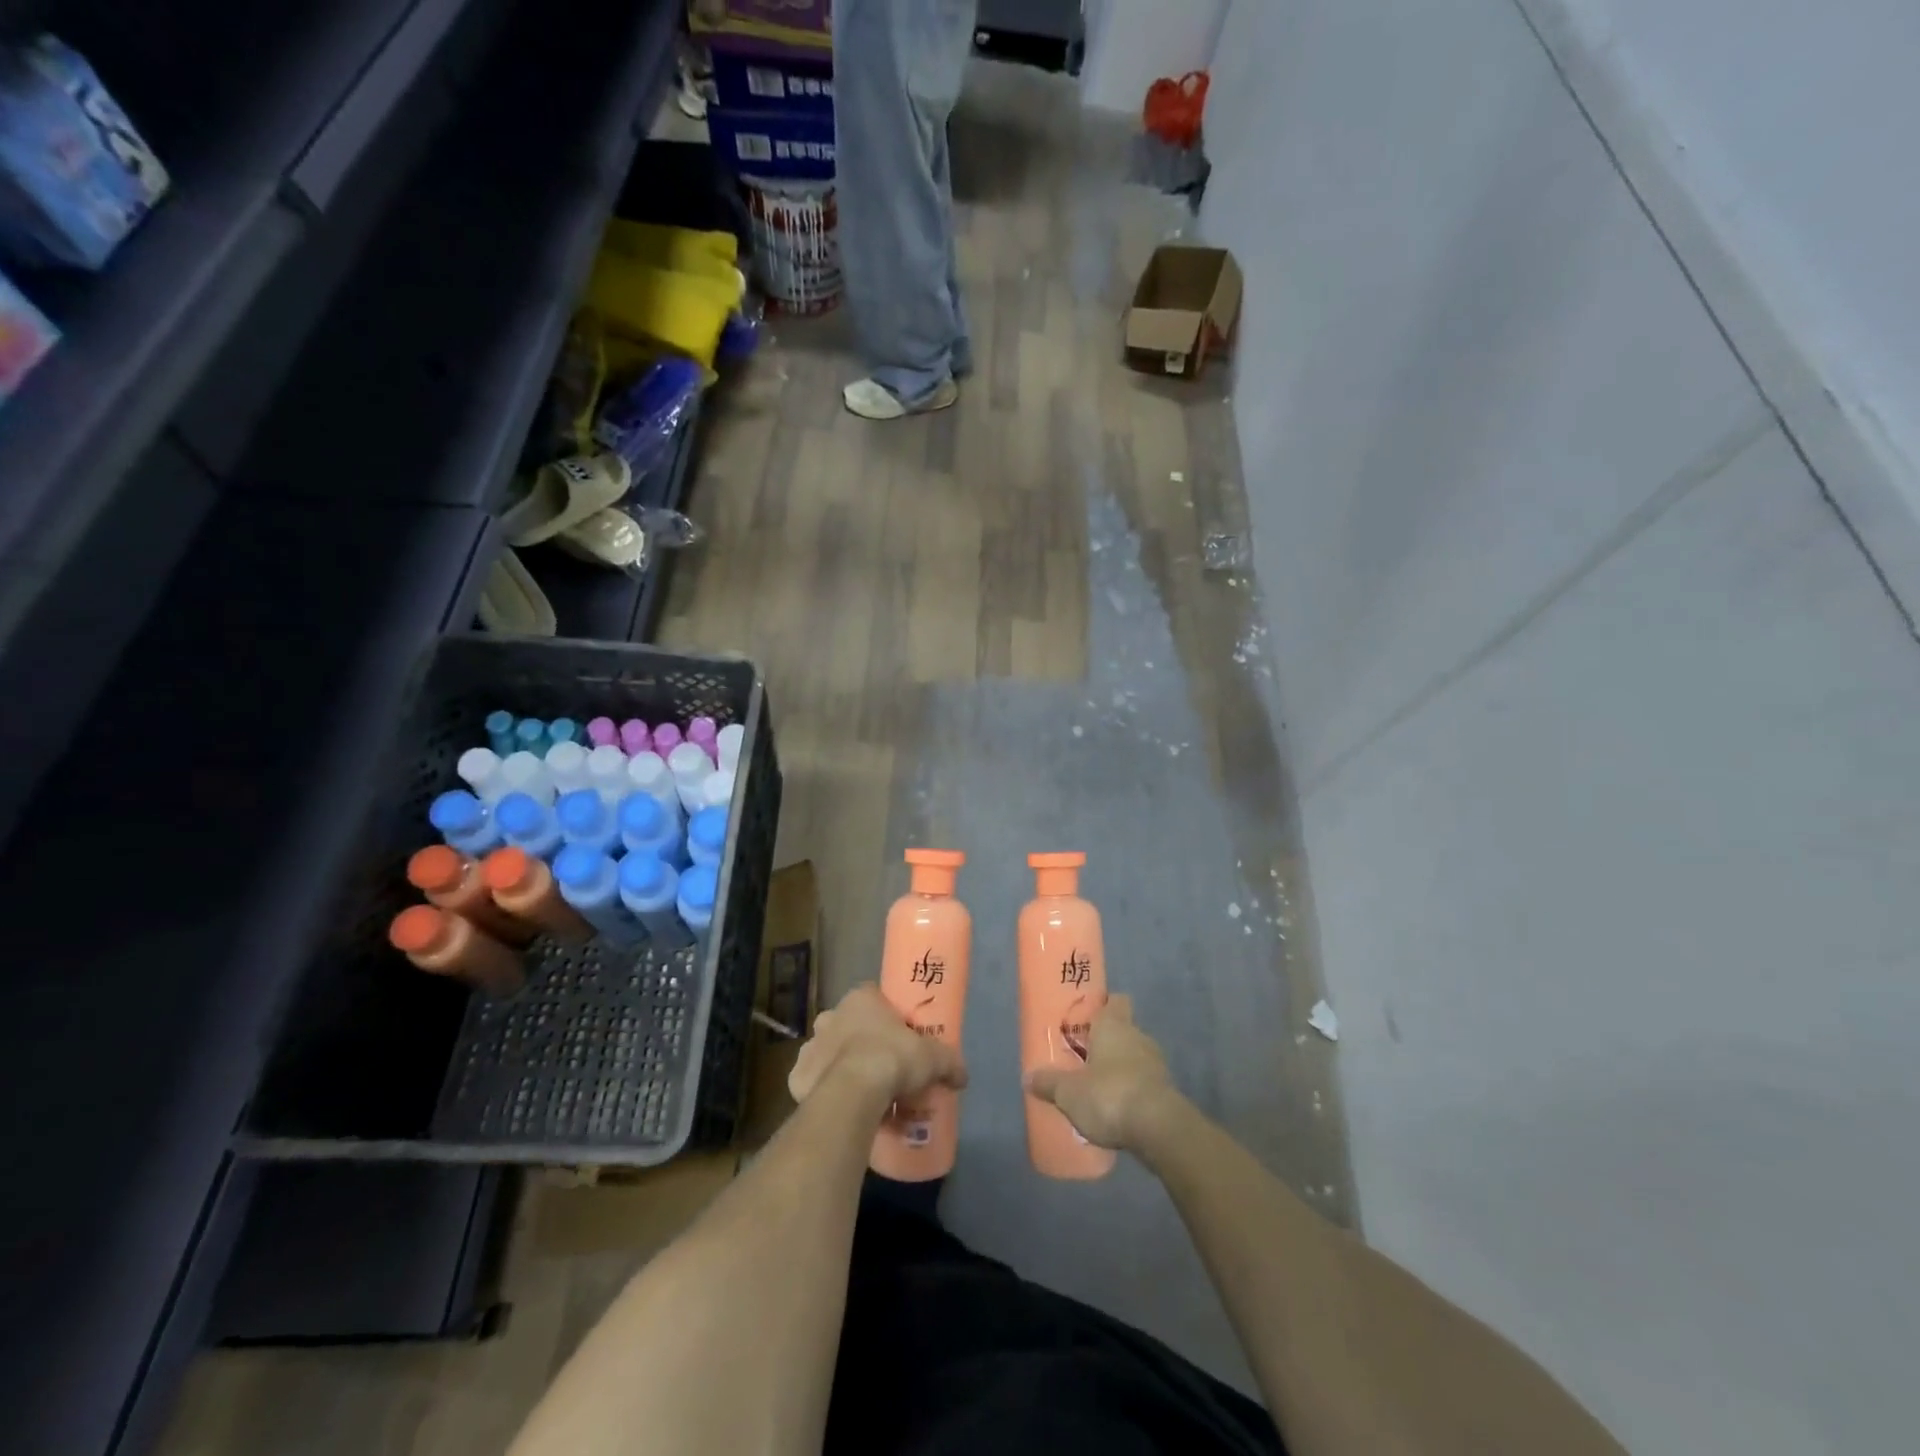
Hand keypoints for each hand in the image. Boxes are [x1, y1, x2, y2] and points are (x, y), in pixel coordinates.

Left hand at [788, 984, 968, 1108]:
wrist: (853, 1093)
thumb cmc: (892, 1059)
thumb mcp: (933, 1058)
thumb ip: (950, 1062)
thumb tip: (963, 1076)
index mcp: (861, 999)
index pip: (873, 997)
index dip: (888, 1015)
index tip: (900, 1035)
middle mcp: (831, 1016)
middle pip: (849, 1024)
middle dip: (862, 1040)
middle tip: (884, 1066)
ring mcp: (811, 1045)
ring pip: (828, 1052)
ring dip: (841, 1066)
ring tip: (864, 1092)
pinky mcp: (797, 1077)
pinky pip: (813, 1082)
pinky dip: (824, 1091)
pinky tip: (842, 1107)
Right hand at [1024, 995, 1178, 1149]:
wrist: (1158, 1129)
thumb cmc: (1109, 1095)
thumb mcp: (1069, 1092)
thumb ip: (1049, 1083)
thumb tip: (1027, 1077)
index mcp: (1113, 1025)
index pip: (1114, 1001)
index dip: (1102, 1005)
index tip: (1086, 1016)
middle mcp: (1137, 1036)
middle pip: (1123, 1029)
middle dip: (1106, 1041)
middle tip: (1083, 1056)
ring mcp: (1156, 1064)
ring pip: (1134, 1056)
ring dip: (1120, 1068)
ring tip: (1098, 1087)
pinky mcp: (1166, 1091)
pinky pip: (1144, 1082)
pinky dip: (1132, 1091)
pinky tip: (1116, 1109)